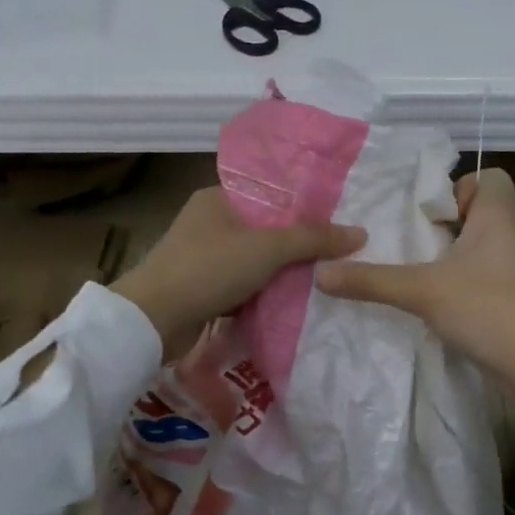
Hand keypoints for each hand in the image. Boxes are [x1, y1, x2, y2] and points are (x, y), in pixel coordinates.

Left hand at [112, 186, 365, 357]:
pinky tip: (288, 303)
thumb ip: (313, 239)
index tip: (335, 225)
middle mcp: (208, 222)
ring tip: (319, 281)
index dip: (303, 209)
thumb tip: (360, 233)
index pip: (270, 195)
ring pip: (253, 261)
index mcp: (218, 198)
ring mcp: (201, 257)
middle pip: (264, 230)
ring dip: (279, 274)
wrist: (154, 319)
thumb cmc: (209, 269)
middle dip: (295, 247)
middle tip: (334, 257)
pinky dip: (260, 294)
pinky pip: (241, 285)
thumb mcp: (267, 248)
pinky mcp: (200, 288)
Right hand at [315, 167, 514, 443]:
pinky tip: (435, 306)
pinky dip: (460, 286)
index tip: (426, 216)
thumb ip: (371, 281)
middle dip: (441, 227)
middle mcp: (513, 236)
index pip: (487, 177)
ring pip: (479, 250)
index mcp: (499, 216)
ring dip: (448, 259)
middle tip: (407, 244)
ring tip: (413, 274)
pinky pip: (483, 279)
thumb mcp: (422, 291)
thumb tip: (320, 272)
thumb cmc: (490, 310)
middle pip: (477, 214)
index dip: (456, 188)